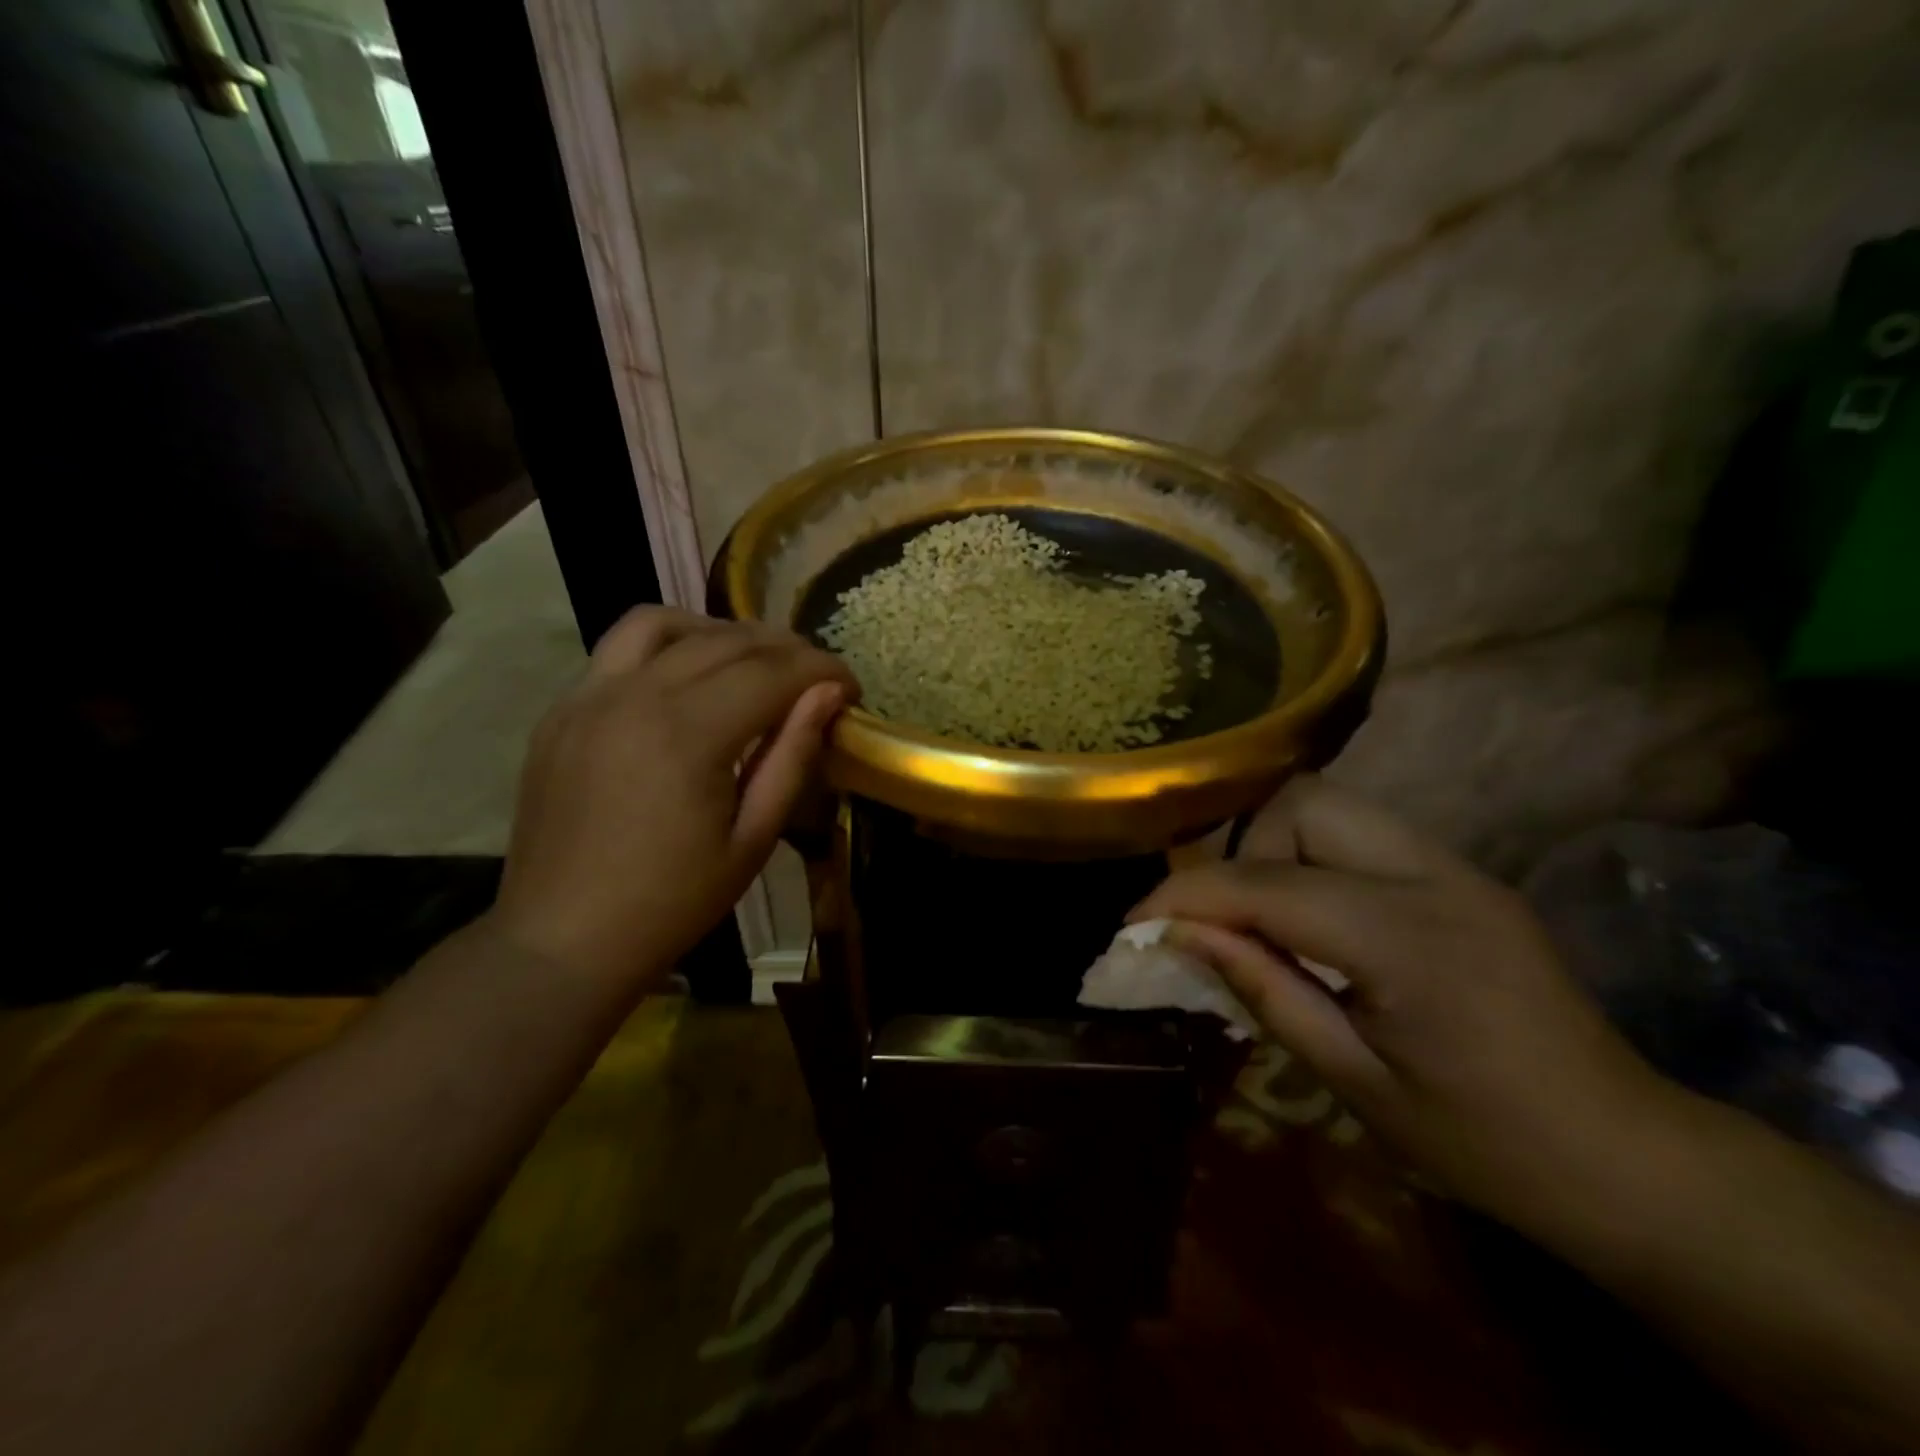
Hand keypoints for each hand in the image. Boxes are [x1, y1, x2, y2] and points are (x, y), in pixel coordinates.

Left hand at [490, 607, 855, 989]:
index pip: (771, 672)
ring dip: (719, 631)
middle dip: (785, 648)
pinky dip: (666, 647)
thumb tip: (829, 693)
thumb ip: (793, 756)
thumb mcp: (753, 839)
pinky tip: (688, 680)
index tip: (851, 686)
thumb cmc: (672, 901)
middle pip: (725, 641)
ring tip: (751, 661)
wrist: (563, 939)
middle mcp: (634, 695)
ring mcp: (588, 697)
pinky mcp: (562, 711)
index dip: (821, 669)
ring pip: (663, 624)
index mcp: (687, 734)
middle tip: (816, 676)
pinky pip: (618, 650)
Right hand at [1134, 776, 1671, 1232]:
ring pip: (1330, 804)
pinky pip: (1361, 833)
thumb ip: (1263, 990)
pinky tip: (1315, 919)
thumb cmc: (1485, 1144)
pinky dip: (1313, 858)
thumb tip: (1179, 936)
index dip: (1187, 896)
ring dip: (1276, 849)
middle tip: (1227, 921)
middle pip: (1302, 803)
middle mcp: (1434, 876)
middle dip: (1243, 852)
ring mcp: (1456, 865)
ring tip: (1268, 920)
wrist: (1629, 1156)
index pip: (1266, 885)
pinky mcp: (1462, 872)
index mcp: (1409, 940)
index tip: (1135, 924)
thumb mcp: (1355, 1081)